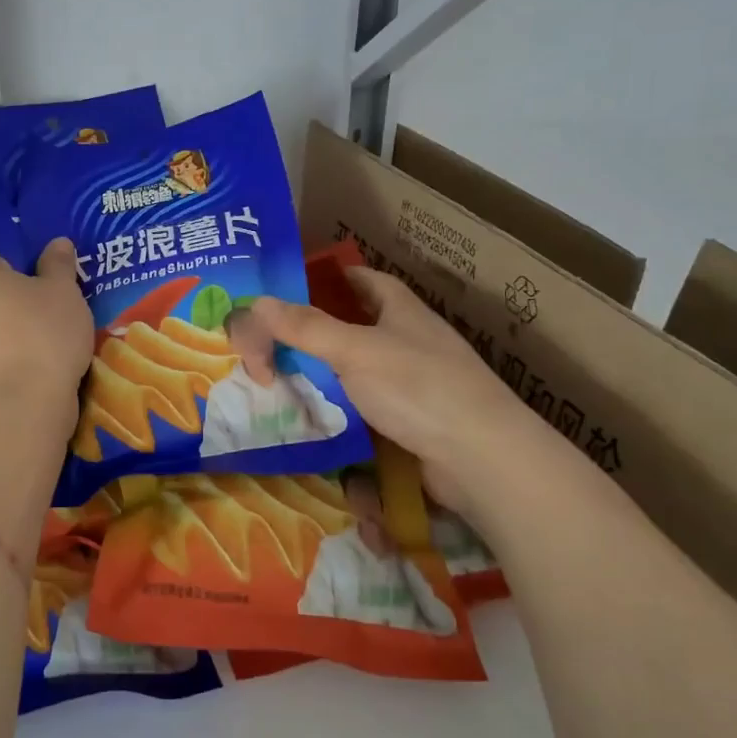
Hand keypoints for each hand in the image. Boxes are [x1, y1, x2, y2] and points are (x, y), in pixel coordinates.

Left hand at [0, 241, 92, 430]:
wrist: (22, 408)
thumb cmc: (47, 336)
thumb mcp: (65, 292)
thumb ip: (59, 265)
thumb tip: (56, 242)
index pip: (4, 262)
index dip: (31, 271)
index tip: (56, 289)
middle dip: (22, 307)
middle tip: (58, 320)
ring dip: (15, 339)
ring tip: (51, 354)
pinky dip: (11, 368)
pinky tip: (36, 379)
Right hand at [253, 267, 548, 514]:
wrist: (481, 459)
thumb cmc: (419, 387)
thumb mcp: (355, 350)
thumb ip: (305, 328)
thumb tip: (255, 303)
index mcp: (400, 310)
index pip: (362, 280)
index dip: (329, 278)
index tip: (290, 288)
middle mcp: (408, 340)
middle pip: (352, 327)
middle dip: (313, 335)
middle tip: (268, 345)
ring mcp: (412, 383)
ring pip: (355, 372)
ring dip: (322, 377)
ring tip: (278, 383)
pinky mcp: (411, 422)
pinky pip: (364, 409)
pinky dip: (338, 412)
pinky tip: (313, 419)